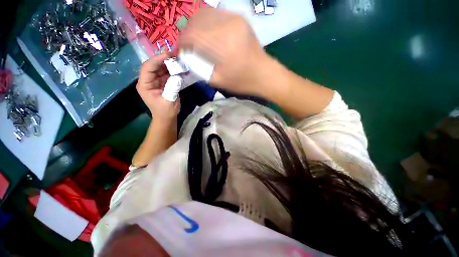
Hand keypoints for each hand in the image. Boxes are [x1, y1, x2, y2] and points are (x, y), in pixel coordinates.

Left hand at [137, 53, 179, 122]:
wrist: (167, 117)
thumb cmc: (165, 111)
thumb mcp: (169, 100)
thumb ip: (172, 88)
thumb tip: (178, 75)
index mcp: (145, 84)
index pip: (148, 67)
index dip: (157, 60)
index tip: (169, 55)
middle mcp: (149, 80)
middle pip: (155, 65)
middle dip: (165, 60)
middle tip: (177, 55)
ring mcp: (156, 81)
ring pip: (162, 68)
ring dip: (171, 64)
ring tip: (181, 60)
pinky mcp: (163, 83)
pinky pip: (168, 74)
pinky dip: (174, 71)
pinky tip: (182, 69)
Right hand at [179, 9, 268, 95]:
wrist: (264, 74)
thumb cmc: (242, 82)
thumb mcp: (218, 80)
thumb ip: (199, 68)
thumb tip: (187, 58)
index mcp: (222, 44)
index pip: (192, 35)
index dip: (181, 42)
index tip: (178, 51)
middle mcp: (227, 24)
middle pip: (196, 20)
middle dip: (186, 33)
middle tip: (186, 46)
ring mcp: (234, 18)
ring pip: (205, 13)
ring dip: (195, 26)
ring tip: (195, 40)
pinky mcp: (239, 18)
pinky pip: (216, 15)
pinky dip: (206, 23)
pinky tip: (207, 35)